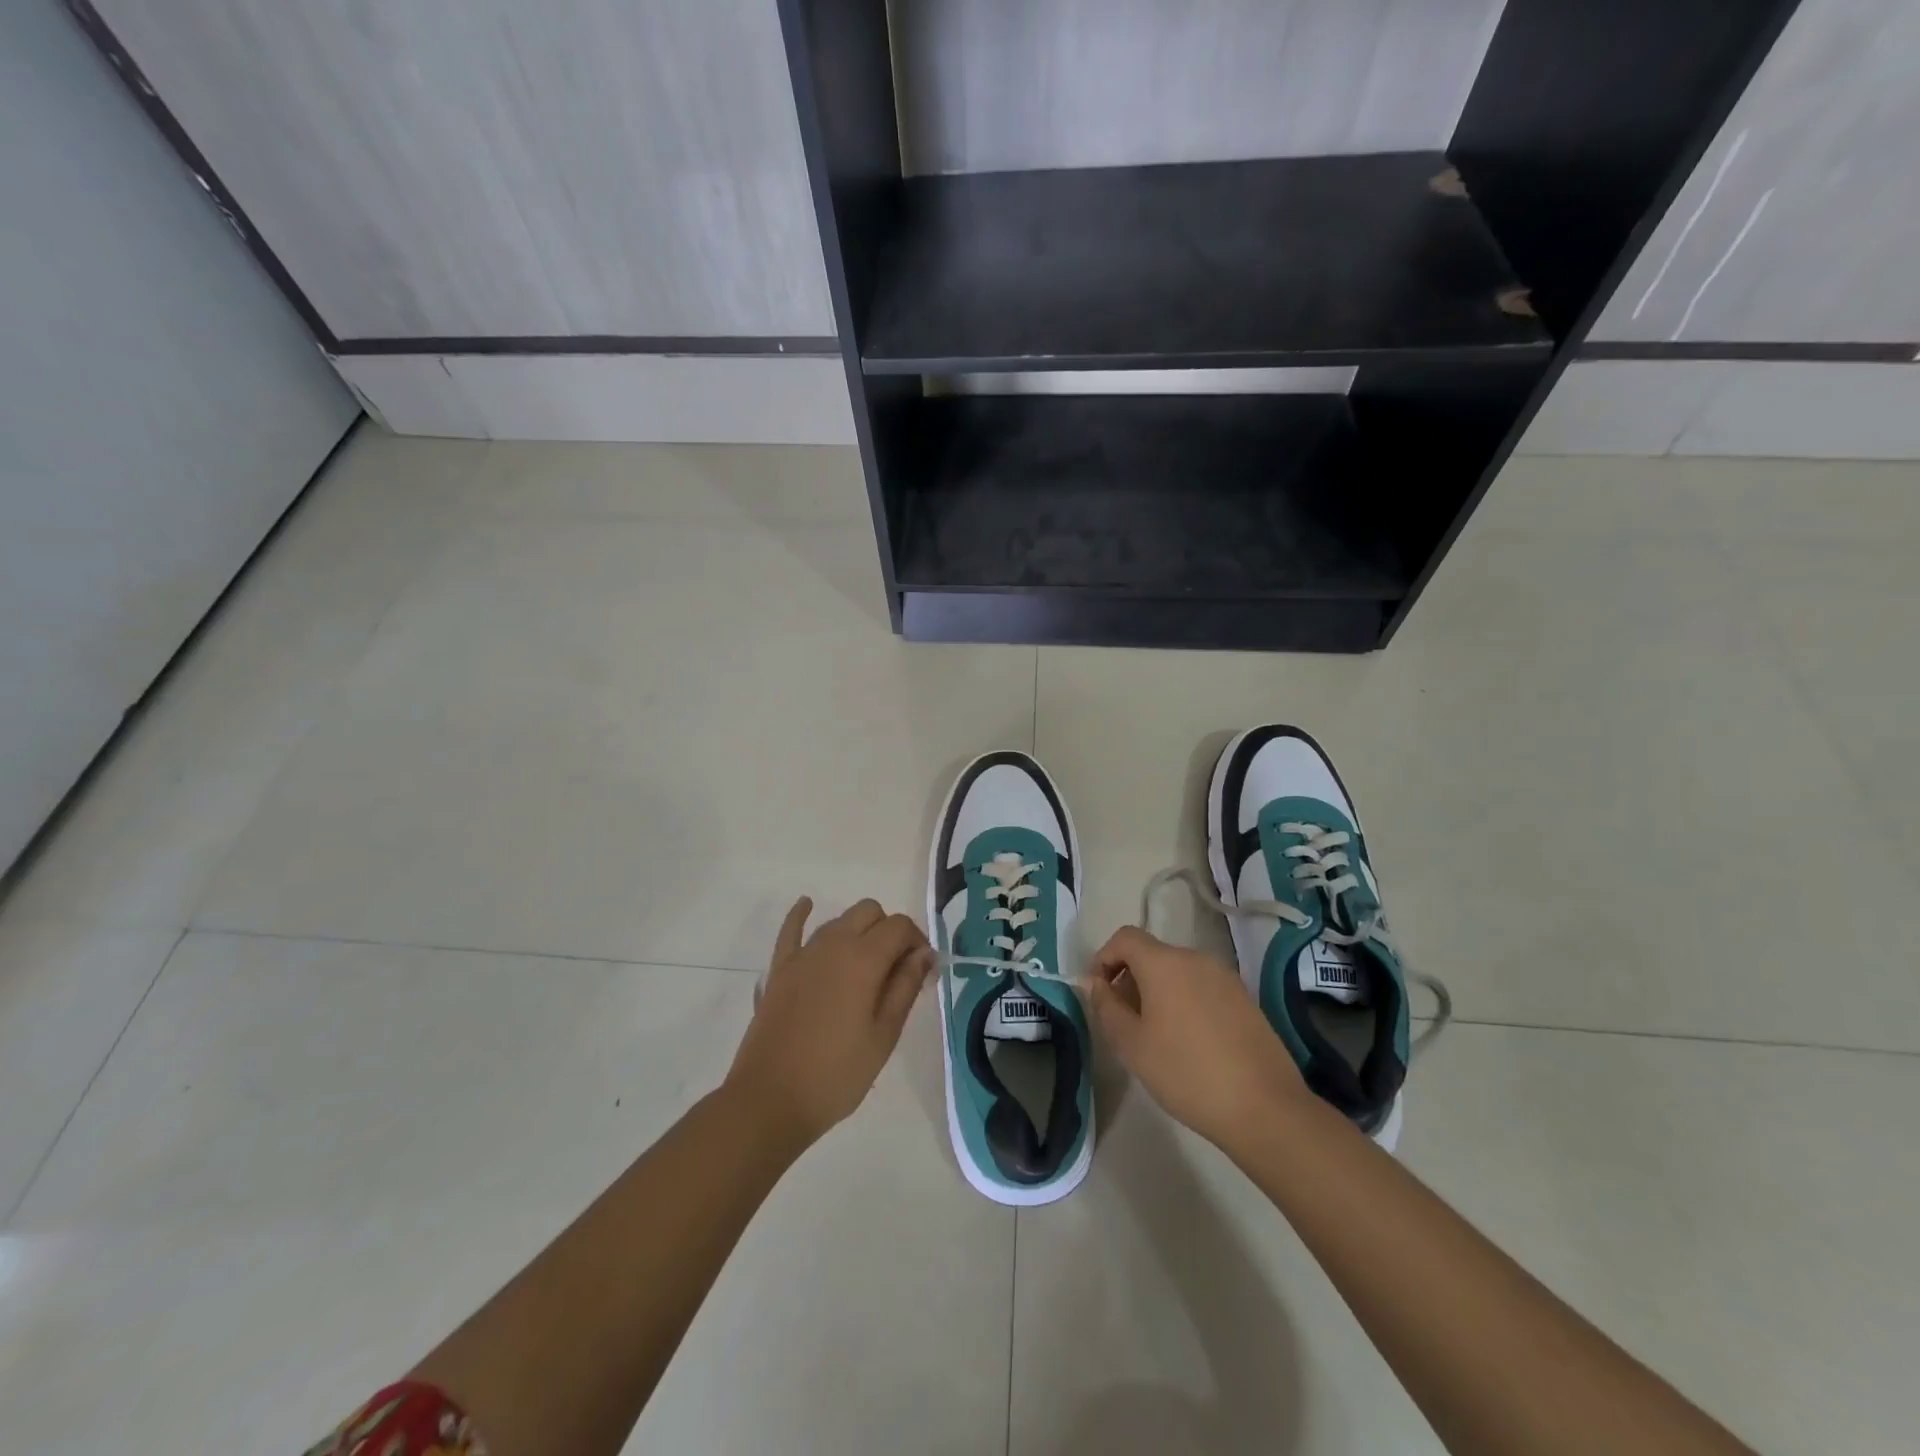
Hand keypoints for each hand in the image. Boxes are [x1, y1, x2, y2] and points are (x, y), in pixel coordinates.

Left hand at [726, 897, 931, 1147]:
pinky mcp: (779, 969)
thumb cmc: (837, 1075)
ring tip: (866, 967)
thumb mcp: (883, 1036)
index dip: (917, 941)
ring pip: (838, 920)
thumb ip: (905, 988)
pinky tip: (807, 905)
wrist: (770, 1100)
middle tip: (896, 970)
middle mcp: (833, 944)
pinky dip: (801, 915)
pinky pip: (791, 929)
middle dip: (889, 931)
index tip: (923, 971)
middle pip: (869, 912)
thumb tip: (924, 954)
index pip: (900, 926)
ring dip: (858, 931)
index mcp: (863, 960)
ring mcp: (802, 954)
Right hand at [1083, 926, 1306, 1153]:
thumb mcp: (1132, 1045)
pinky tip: (1189, 1042)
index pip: (1125, 938)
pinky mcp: (1244, 998)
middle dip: (1130, 979)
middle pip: (1152, 954)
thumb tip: (1094, 983)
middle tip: (1124, 1022)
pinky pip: (1202, 987)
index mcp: (1165, 962)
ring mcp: (1225, 977)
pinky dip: (1184, 1001)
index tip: (1099, 993)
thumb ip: (1106, 1007)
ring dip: (1157, 991)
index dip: (1104, 958)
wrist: (1264, 1107)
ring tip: (1155, 1035)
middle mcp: (1196, 958)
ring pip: (1178, 971)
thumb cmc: (1186, 1073)